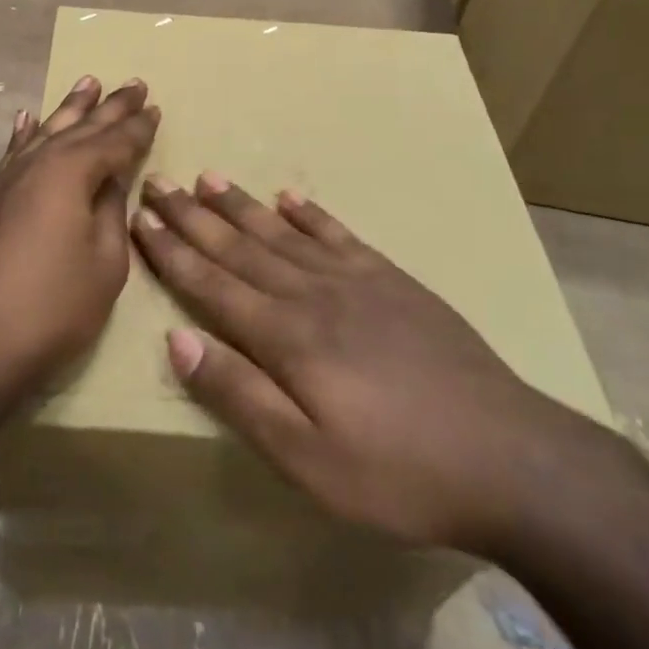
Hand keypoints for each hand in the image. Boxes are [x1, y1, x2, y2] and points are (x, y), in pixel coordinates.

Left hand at [0, 77, 158, 411]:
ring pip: (46, 131)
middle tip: (133, 83)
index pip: (115, 142)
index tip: (155, 107)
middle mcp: (38, 164)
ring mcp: (6, 179)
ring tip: (88, 82)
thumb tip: (111, 181)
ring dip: (70, 108)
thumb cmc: (49, 308)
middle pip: (81, 127)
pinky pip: (12, 152)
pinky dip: (23, 133)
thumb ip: (111, 214)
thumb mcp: (104, 265)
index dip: (138, 127)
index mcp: (72, 173)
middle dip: (110, 106)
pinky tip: (26, 119)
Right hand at [130, 173, 600, 559]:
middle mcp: (312, 294)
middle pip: (239, 247)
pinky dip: (310, 214)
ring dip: (241, 205)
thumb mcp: (309, 460)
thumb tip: (178, 340)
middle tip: (159, 182)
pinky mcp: (392, 280)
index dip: (172, 251)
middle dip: (194, 217)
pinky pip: (338, 235)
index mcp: (287, 337)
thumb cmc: (398, 471)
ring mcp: (356, 280)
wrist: (507, 455)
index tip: (141, 218)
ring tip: (208, 176)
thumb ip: (241, 395)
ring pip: (282, 233)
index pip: (212, 284)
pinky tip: (290, 199)